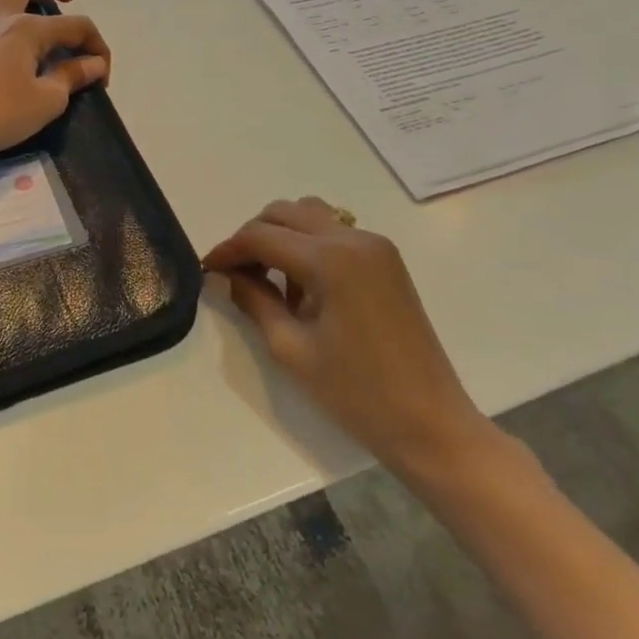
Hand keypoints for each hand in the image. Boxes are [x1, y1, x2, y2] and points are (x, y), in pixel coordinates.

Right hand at [203, 197, 498, 479]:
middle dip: (252, 237)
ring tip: (267, 277)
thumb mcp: (291, 349)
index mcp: (330, 259)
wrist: (431, 425)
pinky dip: (308, 245)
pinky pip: (334, 233)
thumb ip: (255, 301)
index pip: (261, 236)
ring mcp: (375, 246)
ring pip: (310, 215)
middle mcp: (353, 238)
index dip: (228, 249)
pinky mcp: (386, 260)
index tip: (207, 268)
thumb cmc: (357, 394)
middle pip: (284, 213)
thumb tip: (229, 275)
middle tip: (234, 272)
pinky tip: (302, 285)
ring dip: (281, 235)